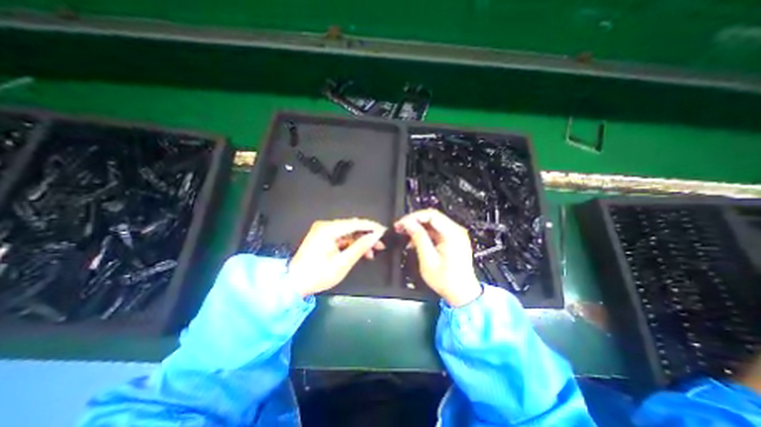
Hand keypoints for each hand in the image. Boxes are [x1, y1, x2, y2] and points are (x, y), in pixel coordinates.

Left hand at [290, 221, 388, 296]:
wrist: (293, 284)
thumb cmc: (318, 275)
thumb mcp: (342, 263)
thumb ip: (360, 247)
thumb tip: (375, 236)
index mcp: (328, 229)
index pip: (355, 223)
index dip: (371, 227)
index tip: (384, 231)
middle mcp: (325, 226)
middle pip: (352, 226)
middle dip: (367, 235)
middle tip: (380, 244)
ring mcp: (323, 231)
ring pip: (348, 232)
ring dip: (360, 241)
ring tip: (372, 252)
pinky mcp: (323, 237)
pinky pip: (341, 237)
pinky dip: (351, 244)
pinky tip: (360, 252)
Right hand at [396, 207, 476, 304]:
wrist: (462, 293)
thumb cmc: (445, 279)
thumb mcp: (428, 259)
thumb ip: (418, 238)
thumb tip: (408, 223)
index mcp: (452, 234)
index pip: (431, 215)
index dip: (413, 217)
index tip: (401, 223)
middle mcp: (456, 230)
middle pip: (432, 217)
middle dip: (414, 220)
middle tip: (400, 227)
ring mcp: (455, 234)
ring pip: (433, 223)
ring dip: (418, 227)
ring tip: (405, 234)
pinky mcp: (453, 239)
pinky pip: (436, 231)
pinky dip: (424, 233)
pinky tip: (415, 241)